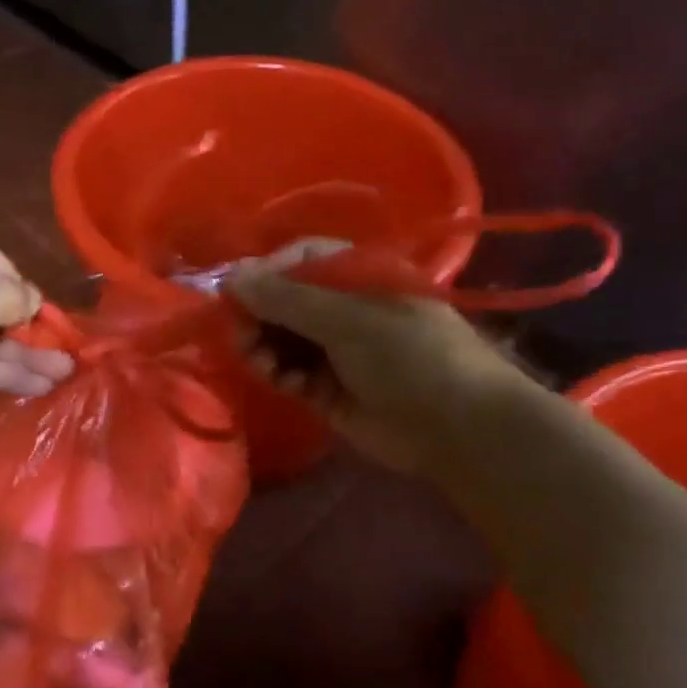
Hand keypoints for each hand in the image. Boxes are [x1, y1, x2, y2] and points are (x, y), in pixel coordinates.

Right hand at [227, 267, 523, 473]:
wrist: (456, 427)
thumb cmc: (409, 354)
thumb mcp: (347, 319)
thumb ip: (285, 299)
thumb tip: (230, 277)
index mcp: (358, 276)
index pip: (300, 260)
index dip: (266, 273)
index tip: (237, 293)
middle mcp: (344, 308)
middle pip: (284, 302)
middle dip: (258, 316)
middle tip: (241, 335)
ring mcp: (336, 350)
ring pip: (281, 339)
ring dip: (263, 347)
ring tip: (259, 361)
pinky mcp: (328, 389)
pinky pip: (290, 373)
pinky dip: (280, 375)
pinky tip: (284, 383)